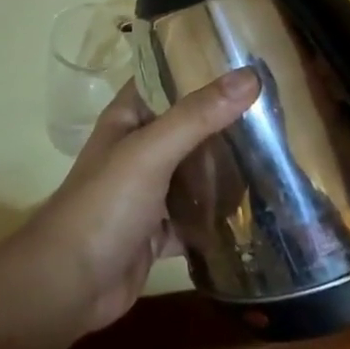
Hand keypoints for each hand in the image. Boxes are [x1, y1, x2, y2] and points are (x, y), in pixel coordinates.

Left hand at [14, 68, 258, 334]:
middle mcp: (139, 148)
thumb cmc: (104, 204)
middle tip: (280, 112)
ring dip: (227, 169)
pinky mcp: (159, 230)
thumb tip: (250, 76)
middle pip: (189, 126)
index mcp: (129, 117)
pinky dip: (220, 216)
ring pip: (195, 172)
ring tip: (280, 155)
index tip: (252, 63)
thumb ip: (198, 115)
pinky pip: (197, 216)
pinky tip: (258, 213)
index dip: (203, 68)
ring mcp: (149, 191)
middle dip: (227, 122)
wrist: (69, 285)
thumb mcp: (151, 151)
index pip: (168, 78)